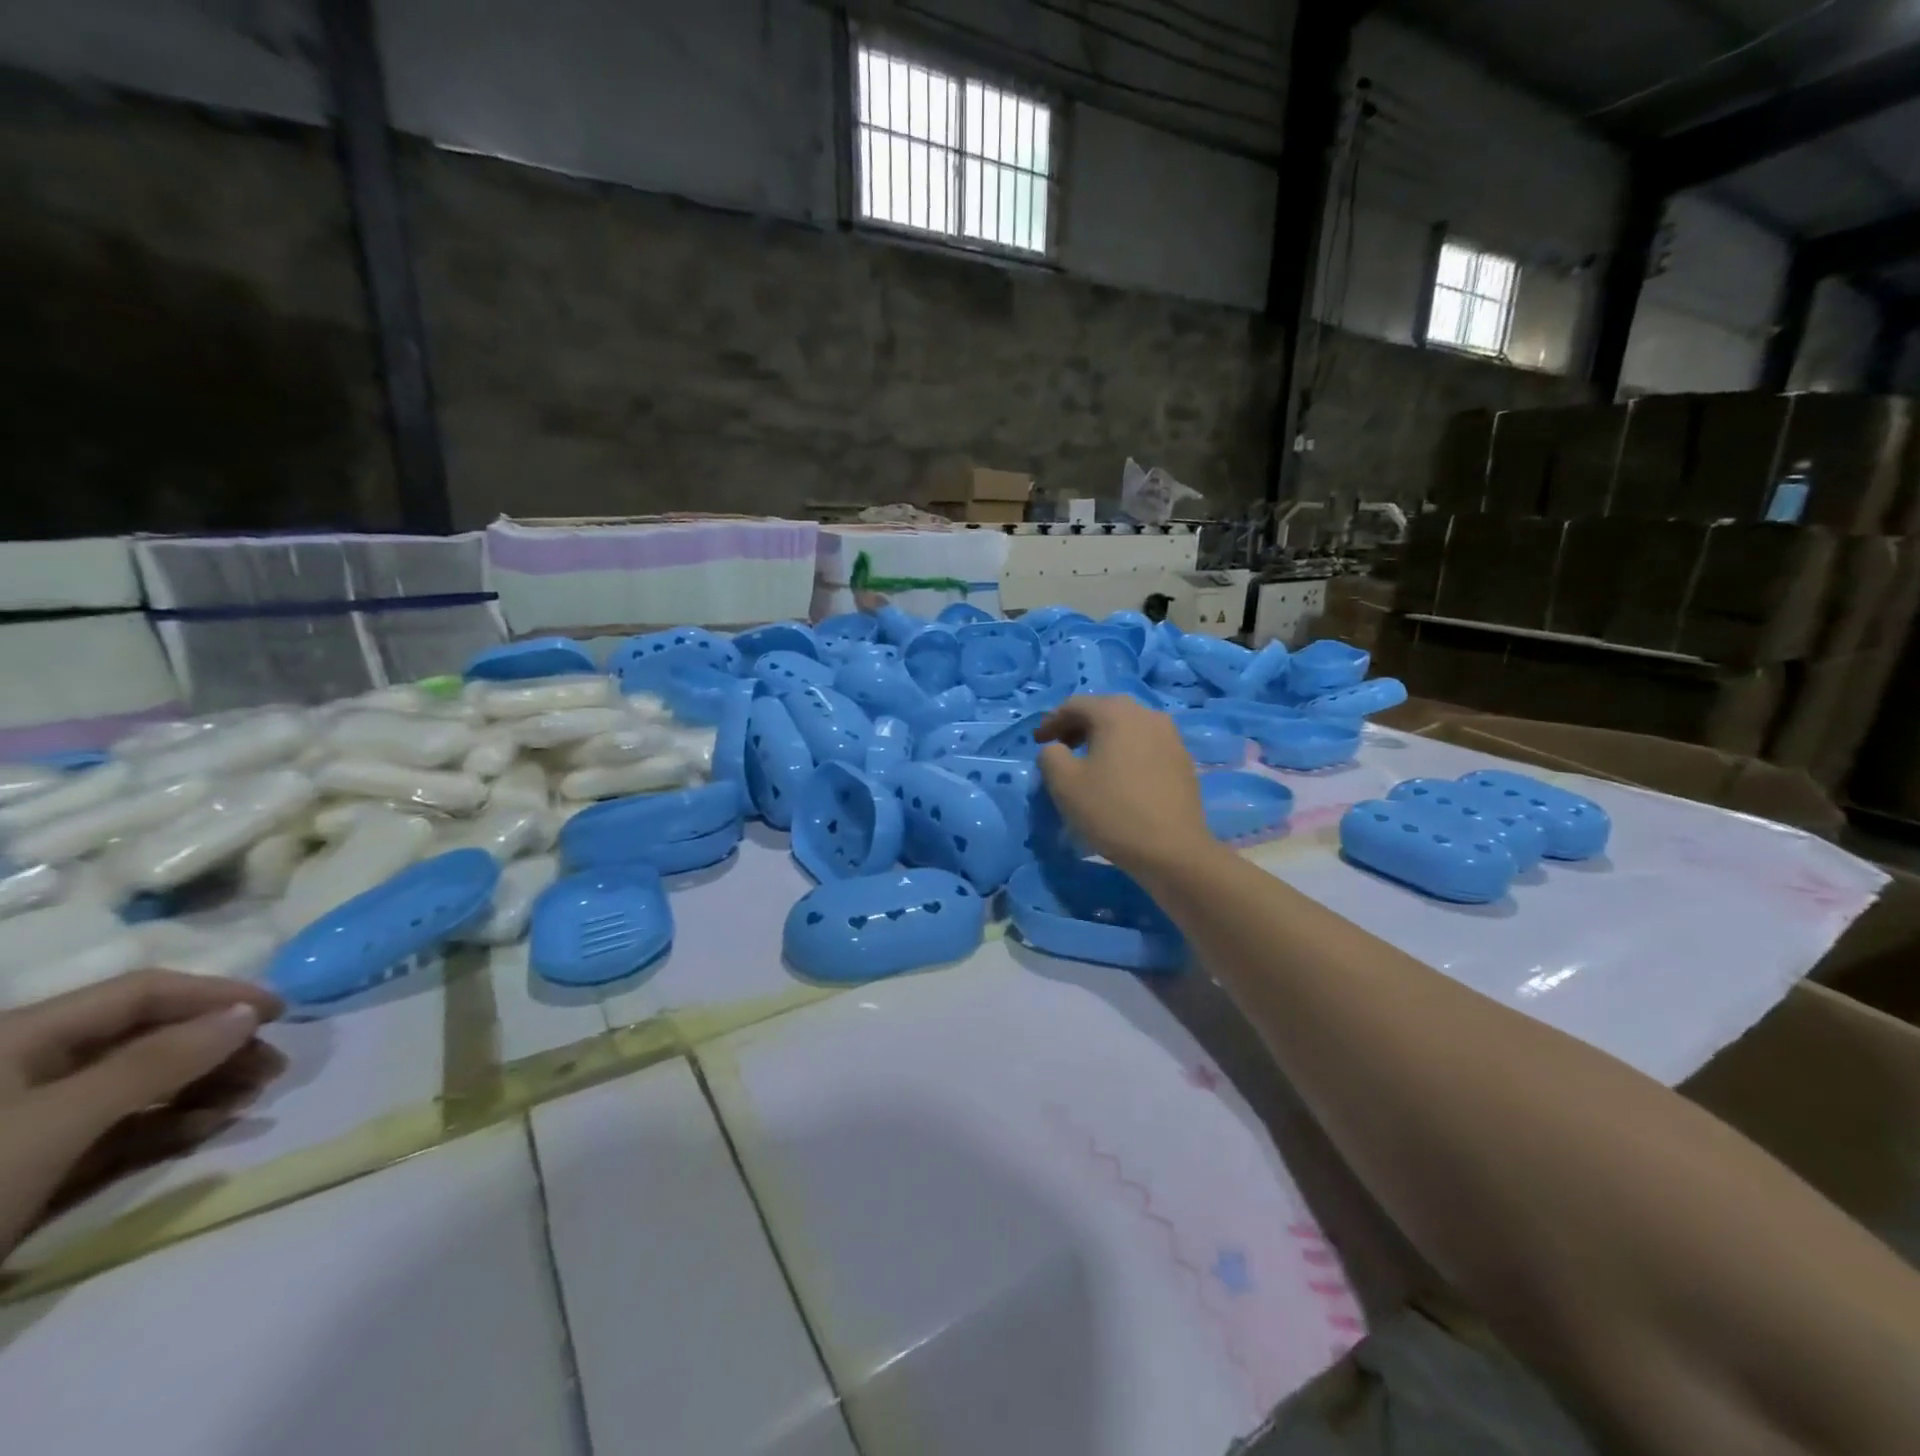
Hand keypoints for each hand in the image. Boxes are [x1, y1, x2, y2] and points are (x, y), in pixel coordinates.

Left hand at [0, 971, 285, 1257]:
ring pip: (139, 1085)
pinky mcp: (37, 1165)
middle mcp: (30, 1069)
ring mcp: (32, 1121)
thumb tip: (247, 1015)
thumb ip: (156, 1062)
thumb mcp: (58, 1122)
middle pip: (147, 1038)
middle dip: (218, 1048)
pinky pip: (120, 1129)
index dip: (217, 995)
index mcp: (23, 1038)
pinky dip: (171, 1125)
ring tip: (252, 1099)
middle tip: (274, 1068)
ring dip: (204, 1086)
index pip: (144, 993)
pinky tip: (209, 1128)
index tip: (282, 1013)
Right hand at [1036, 696, 1217, 877]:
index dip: (1051, 721)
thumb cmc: (1111, 810)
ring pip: (1127, 727)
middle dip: (1078, 727)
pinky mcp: (1182, 759)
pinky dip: (1125, 752)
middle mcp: (1147, 714)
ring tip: (1088, 762)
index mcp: (1116, 712)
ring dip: (1103, 739)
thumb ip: (1050, 756)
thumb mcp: (1064, 783)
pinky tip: (1118, 776)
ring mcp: (1170, 736)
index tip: (1037, 742)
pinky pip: (1145, 745)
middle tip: (1060, 748)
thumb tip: (1056, 749)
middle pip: (1104, 711)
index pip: (1075, 705)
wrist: (1172, 849)